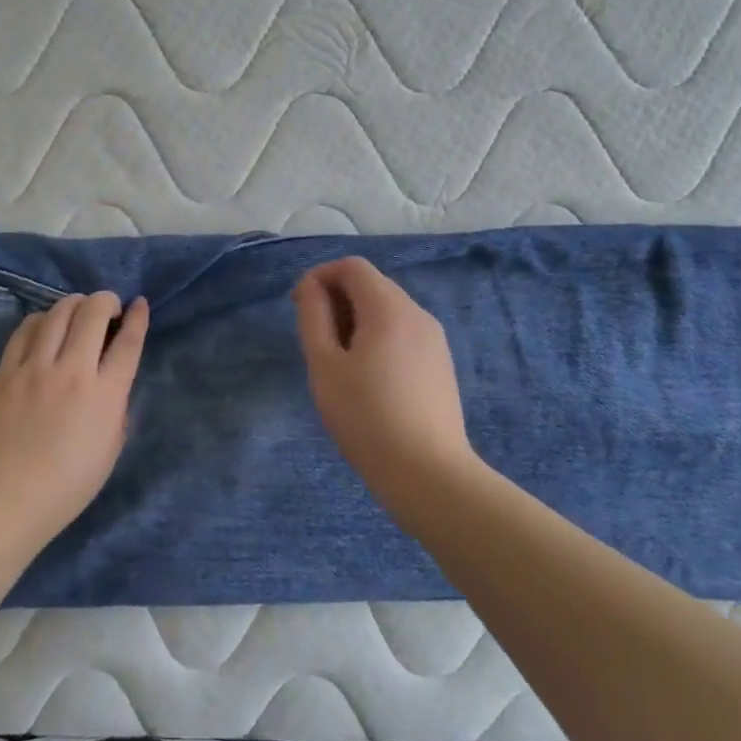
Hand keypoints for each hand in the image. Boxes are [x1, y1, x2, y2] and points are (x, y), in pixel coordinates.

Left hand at [0, 291, 149, 550]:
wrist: (3, 501)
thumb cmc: (65, 488)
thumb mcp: (109, 452)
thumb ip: (115, 410)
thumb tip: (110, 384)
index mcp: (104, 396)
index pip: (128, 343)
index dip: (137, 318)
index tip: (139, 304)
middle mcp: (72, 372)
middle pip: (92, 313)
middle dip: (106, 301)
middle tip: (108, 308)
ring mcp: (34, 368)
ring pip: (57, 313)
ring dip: (74, 304)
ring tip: (78, 310)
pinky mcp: (5, 372)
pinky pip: (24, 330)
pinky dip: (40, 319)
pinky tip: (45, 325)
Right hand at [293, 257, 477, 485]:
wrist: (427, 473)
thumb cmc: (366, 416)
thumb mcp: (325, 365)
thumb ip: (313, 317)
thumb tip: (312, 287)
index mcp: (389, 308)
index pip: (352, 267)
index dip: (320, 277)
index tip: (300, 308)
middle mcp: (418, 314)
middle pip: (372, 285)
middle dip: (337, 300)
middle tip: (314, 340)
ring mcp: (434, 340)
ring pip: (387, 311)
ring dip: (356, 321)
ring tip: (338, 363)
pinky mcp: (441, 364)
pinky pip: (402, 334)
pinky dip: (377, 339)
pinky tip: (367, 379)